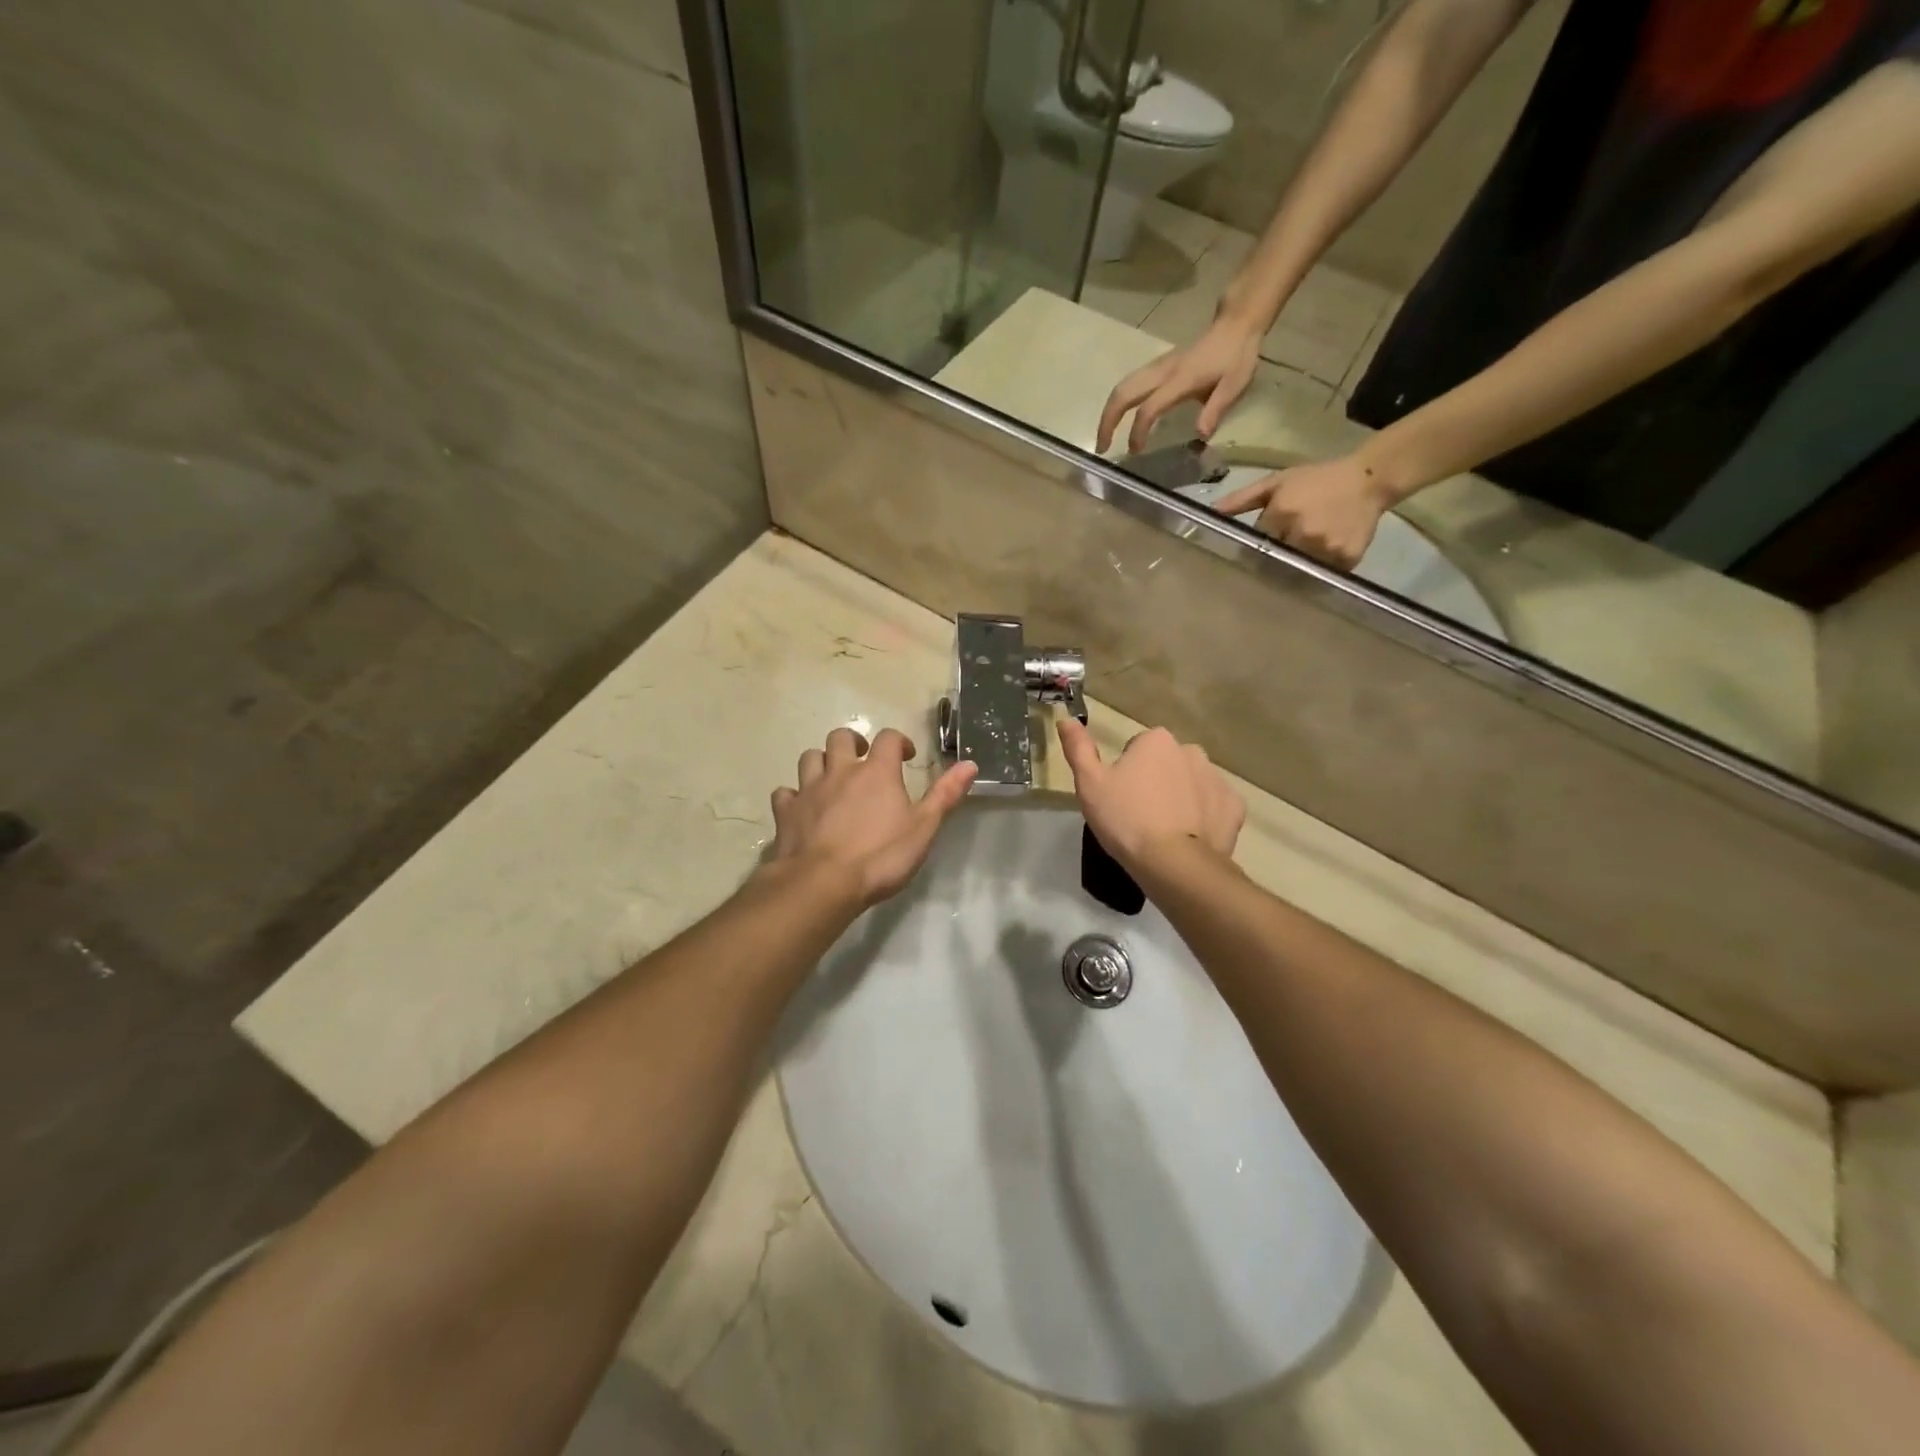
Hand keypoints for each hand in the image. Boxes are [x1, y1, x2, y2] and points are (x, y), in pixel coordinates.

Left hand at [767, 727, 977, 907]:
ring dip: (821, 762)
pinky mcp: (786, 812)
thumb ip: (945, 795)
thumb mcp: (923, 828)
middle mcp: (841, 771)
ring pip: (810, 757)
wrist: (822, 883)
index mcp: (877, 772)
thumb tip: (970, 764)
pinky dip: (794, 795)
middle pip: (841, 738)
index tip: (907, 757)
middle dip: (854, 743)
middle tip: (864, 760)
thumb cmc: (880, 856)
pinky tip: (801, 808)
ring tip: (832, 778)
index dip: (899, 741)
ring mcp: (809, 789)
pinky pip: (785, 792)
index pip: (888, 738)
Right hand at [1056, 719, 1244, 874]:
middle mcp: (1191, 751)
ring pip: (1192, 783)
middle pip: (1167, 763)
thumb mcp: (1089, 784)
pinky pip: (1214, 806)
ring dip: (1180, 797)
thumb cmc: (1125, 819)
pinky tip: (1189, 837)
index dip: (1125, 773)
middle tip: (1139, 814)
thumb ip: (1078, 748)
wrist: (1173, 863)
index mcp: (1156, 740)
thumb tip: (1066, 719)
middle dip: (1156, 781)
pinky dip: (1204, 817)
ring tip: (1164, 829)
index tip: (1120, 797)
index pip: (1137, 749)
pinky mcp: (1234, 807)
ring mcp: (1217, 778)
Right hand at [1097, 317, 1263, 455]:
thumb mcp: (1235, 385)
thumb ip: (1216, 409)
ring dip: (1109, 412)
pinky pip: (1129, 384)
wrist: (1235, 325)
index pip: (1149, 407)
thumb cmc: (1236, 356)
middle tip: (1101, 447)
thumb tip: (1200, 436)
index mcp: (1180, 380)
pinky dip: (1117, 403)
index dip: (1138, 431)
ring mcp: (1157, 367)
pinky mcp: (1157, 367)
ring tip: (1104, 437)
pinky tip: (1118, 419)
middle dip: (1108, 421)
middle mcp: (1162, 371)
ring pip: (1122, 387)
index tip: (1136, 451)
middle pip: (1123, 393)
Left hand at [1212, 454, 1395, 569]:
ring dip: (1298, 565)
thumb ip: (1242, 499)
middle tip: (1284, 550)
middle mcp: (1302, 534)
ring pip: (1299, 569)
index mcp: (1281, 514)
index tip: (1262, 544)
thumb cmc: (1317, 479)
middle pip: (1276, 559)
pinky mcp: (1346, 559)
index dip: (1260, 544)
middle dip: (1277, 557)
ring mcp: (1325, 548)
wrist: (1369, 479)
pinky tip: (1324, 556)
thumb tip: (1211, 513)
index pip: (1258, 543)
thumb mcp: (1277, 482)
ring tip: (1304, 553)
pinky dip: (1321, 569)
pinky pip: (1324, 573)